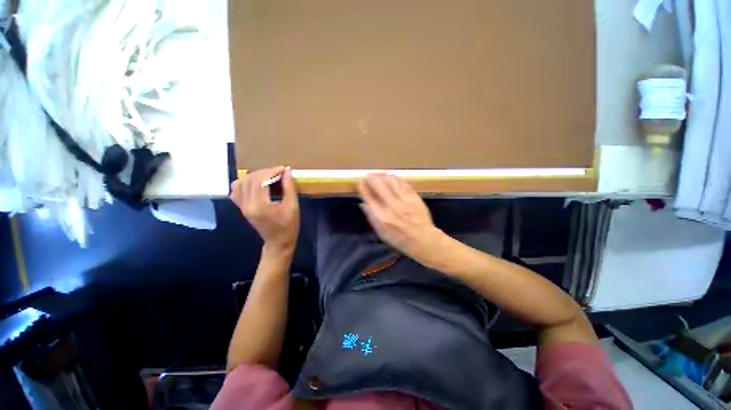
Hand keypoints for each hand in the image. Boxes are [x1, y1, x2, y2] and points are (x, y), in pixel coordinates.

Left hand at [231, 167, 299, 252]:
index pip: (260, 180)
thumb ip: (289, 188)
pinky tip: (256, 184)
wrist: (278, 242)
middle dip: (265, 172)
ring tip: (269, 176)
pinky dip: (245, 183)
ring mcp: (242, 206)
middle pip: (250, 179)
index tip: (284, 170)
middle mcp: (247, 204)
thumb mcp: (293, 207)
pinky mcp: (242, 208)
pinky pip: (236, 190)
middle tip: (279, 173)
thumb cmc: (289, 226)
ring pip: (241, 183)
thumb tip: (287, 172)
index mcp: (260, 205)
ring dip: (255, 176)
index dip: (272, 171)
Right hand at [358, 174, 444, 259]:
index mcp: (382, 216)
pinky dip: (396, 178)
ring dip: (383, 175)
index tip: (359, 182)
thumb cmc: (400, 239)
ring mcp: (405, 199)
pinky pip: (403, 183)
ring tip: (378, 174)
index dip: (363, 188)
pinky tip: (392, 177)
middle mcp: (393, 205)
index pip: (369, 197)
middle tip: (368, 175)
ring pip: (392, 181)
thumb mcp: (382, 233)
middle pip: (379, 185)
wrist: (423, 239)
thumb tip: (363, 204)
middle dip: (371, 178)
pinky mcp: (414, 196)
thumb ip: (372, 217)